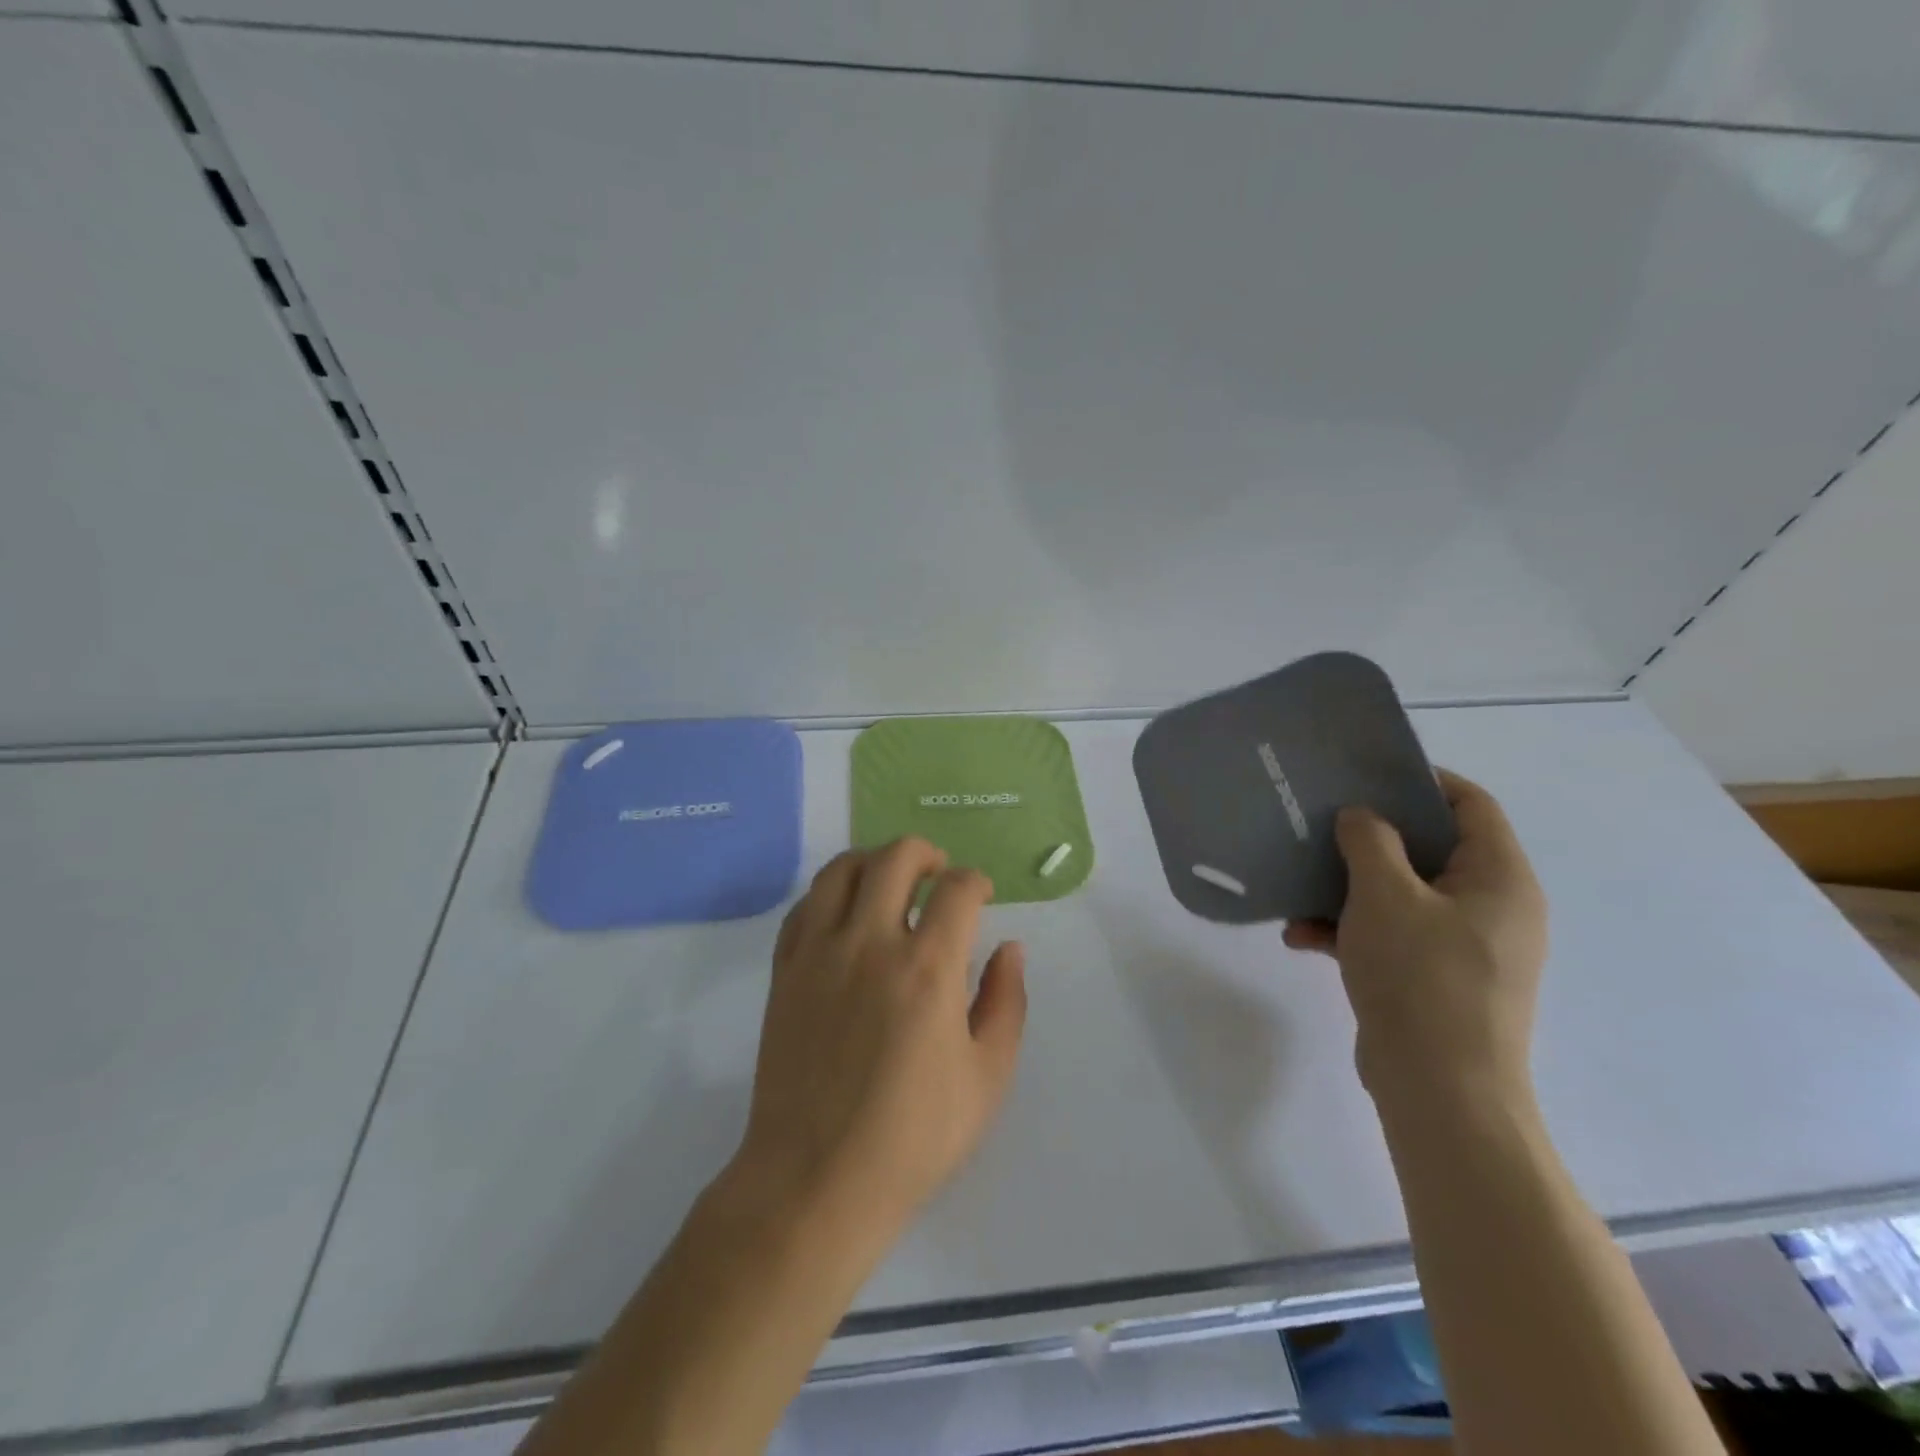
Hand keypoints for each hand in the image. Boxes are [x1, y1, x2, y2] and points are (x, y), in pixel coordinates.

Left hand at [732, 838, 1027, 1238]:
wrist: (816, 1180)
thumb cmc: (914, 1137)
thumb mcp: (987, 1078)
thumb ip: (1006, 1003)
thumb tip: (1010, 948)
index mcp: (928, 968)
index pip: (958, 888)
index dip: (977, 881)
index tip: (981, 896)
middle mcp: (871, 943)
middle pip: (896, 857)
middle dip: (927, 853)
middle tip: (939, 875)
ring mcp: (820, 952)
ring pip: (842, 869)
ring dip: (874, 861)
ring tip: (890, 883)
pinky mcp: (785, 970)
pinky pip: (805, 906)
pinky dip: (830, 894)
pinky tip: (845, 915)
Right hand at [1285, 770, 1547, 1114]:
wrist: (1440, 1090)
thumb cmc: (1421, 977)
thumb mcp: (1384, 894)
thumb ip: (1370, 841)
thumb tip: (1362, 817)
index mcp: (1499, 878)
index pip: (1471, 804)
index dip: (1421, 780)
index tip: (1365, 775)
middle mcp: (1493, 907)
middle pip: (1431, 848)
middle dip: (1370, 837)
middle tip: (1322, 824)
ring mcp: (1467, 947)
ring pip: (1404, 894)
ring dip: (1349, 889)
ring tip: (1299, 890)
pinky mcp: (1439, 979)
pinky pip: (1394, 935)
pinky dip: (1352, 930)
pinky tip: (1301, 938)